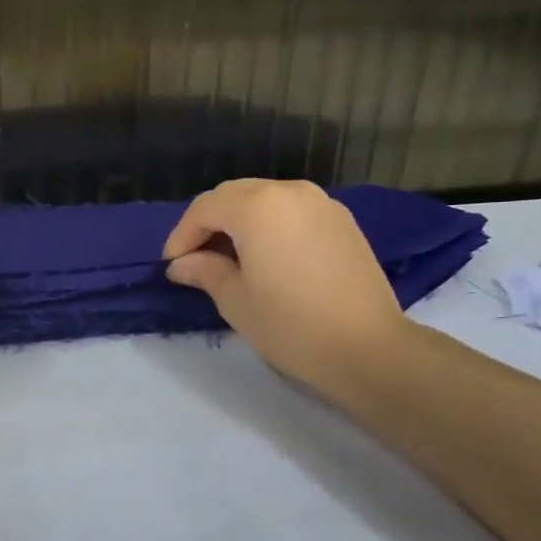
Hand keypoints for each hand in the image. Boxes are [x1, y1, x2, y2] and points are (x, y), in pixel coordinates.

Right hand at [162, 179, 407, 385]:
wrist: (367, 348)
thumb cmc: (290, 325)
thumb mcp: (235, 300)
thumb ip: (204, 271)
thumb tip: (182, 265)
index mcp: (257, 206)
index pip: (205, 208)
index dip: (182, 235)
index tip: (172, 265)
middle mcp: (289, 192)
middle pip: (234, 195)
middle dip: (209, 222)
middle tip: (195, 259)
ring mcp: (321, 203)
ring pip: (265, 199)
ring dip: (240, 221)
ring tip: (229, 258)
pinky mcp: (342, 220)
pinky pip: (292, 211)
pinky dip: (270, 224)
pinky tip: (266, 256)